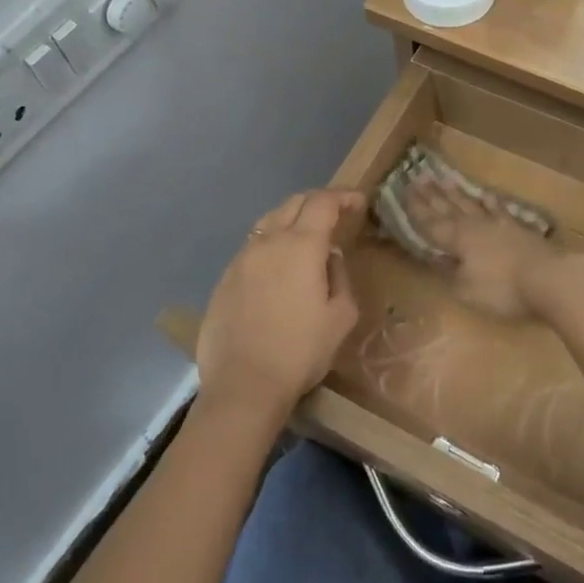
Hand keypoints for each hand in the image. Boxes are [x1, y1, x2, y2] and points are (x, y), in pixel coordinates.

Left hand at [196, 189, 362, 426]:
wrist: (243, 386)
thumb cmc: (300, 351)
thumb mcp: (340, 317)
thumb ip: (340, 278)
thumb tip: (329, 259)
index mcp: (301, 245)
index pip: (322, 202)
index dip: (343, 197)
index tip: (359, 203)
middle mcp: (268, 242)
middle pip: (293, 203)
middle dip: (317, 202)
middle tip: (335, 215)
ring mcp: (241, 259)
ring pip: (269, 223)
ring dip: (291, 221)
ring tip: (306, 240)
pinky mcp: (224, 279)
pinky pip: (253, 248)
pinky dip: (271, 245)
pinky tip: (278, 269)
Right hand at [403, 176, 559, 320]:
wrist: (550, 278)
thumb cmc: (502, 289)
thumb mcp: (467, 290)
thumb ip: (450, 274)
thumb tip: (439, 261)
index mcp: (458, 240)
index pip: (431, 223)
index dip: (416, 209)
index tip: (403, 191)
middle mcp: (475, 226)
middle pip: (449, 208)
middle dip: (431, 194)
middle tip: (418, 176)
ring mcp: (499, 224)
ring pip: (471, 204)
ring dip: (456, 193)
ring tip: (443, 178)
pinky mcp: (520, 228)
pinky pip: (499, 209)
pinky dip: (490, 201)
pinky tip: (485, 194)